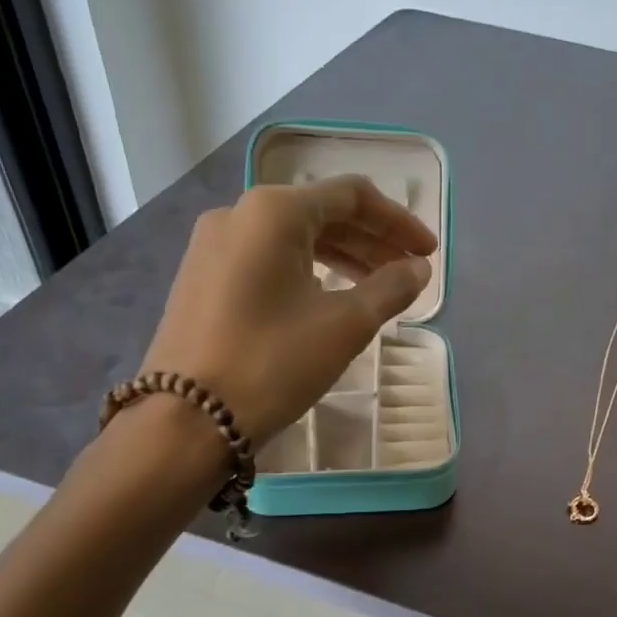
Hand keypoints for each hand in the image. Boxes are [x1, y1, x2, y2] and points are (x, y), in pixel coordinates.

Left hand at [141, 175, 435, 442]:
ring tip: (377, 288)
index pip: (352, 196)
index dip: (398, 222)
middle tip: (409, 273)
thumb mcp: (344, 325)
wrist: (186, 420)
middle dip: (372, 241)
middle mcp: (238, 214)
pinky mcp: (200, 279)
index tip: (429, 252)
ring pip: (292, 239)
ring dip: (342, 258)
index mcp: (273, 211)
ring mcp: (212, 247)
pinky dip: (307, 272)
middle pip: (321, 213)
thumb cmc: (273, 363)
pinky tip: (327, 299)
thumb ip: (390, 288)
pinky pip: (267, 260)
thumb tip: (418, 270)